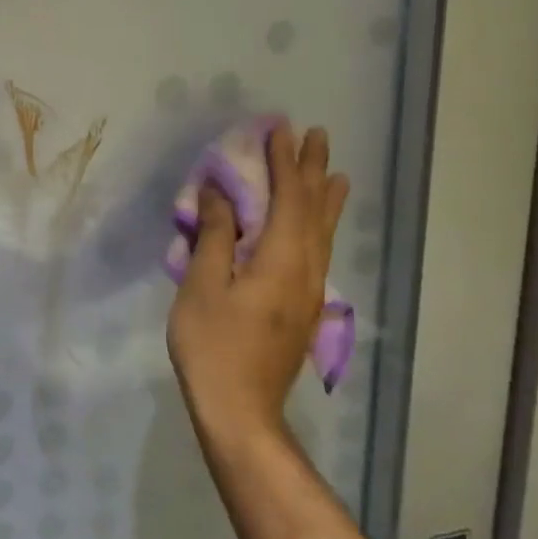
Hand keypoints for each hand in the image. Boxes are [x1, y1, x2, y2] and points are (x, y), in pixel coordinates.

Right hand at [168, 121, 348, 451]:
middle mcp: (306, 270)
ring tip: (334, 172)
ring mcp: (309, 292)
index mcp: (281, 260)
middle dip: (312, 170)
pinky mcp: (303, 308)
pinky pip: (318, 250)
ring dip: (324, 198)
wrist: (240, 410)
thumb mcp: (203, 285)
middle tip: (314, 136)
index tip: (279, 128)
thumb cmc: (213, 344)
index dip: (283, 162)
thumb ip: (216, 235)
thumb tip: (220, 192)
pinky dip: (320, 225)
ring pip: (324, 233)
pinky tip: (317, 227)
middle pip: (314, 211)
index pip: (288, 198)